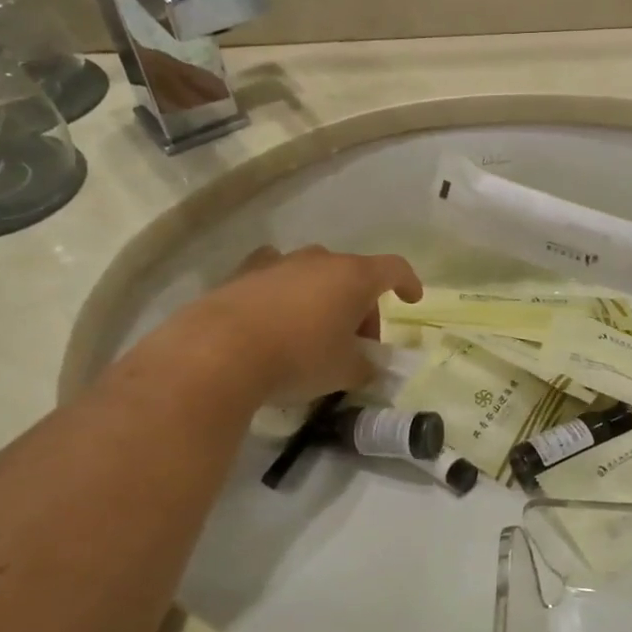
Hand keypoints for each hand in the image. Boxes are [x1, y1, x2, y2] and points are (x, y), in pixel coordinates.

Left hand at [139, 245, 423, 405]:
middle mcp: (319, 260)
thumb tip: (367, 366)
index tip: (412, 300)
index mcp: (353, 276)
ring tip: (315, 335)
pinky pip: (277, 279)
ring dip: (324, 301)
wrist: (219, 352)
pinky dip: (286, 296)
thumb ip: (365, 366)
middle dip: (361, 308)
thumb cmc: (299, 357)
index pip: (394, 268)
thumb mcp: (344, 372)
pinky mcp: (243, 274)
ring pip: (314, 276)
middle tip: (355, 345)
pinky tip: (277, 321)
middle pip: (353, 276)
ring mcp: (279, 262)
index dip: (408, 283)